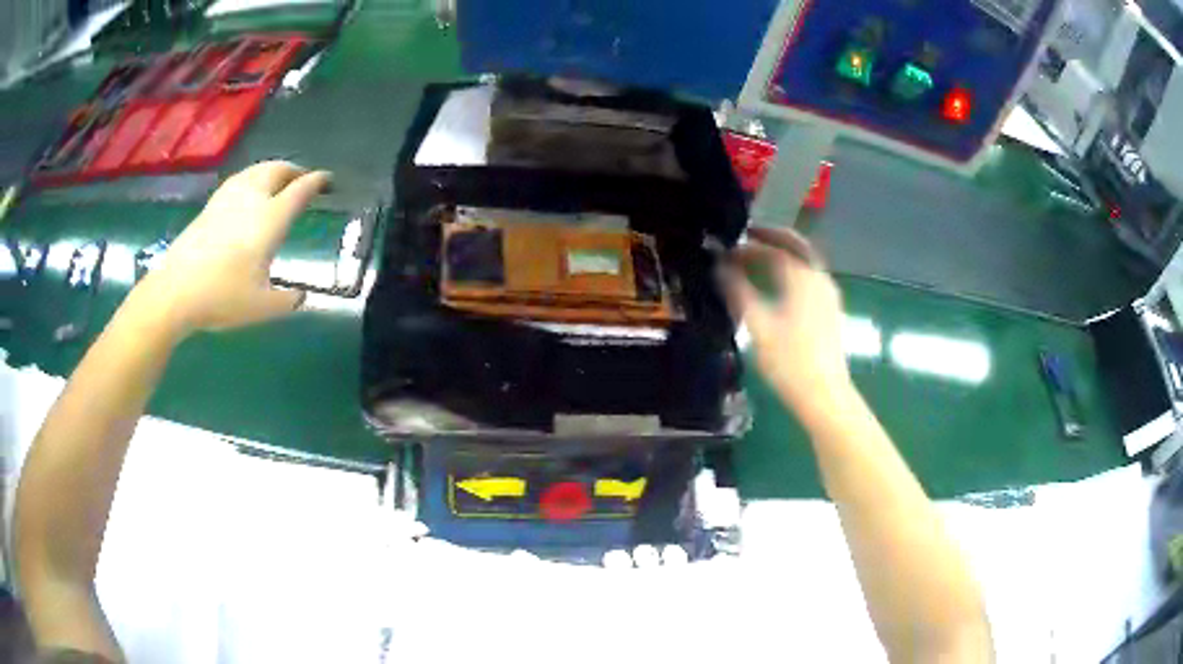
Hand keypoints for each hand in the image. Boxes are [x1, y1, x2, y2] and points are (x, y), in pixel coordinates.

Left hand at [133, 161, 331, 334]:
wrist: (175, 292)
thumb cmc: (222, 297)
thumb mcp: (262, 308)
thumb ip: (287, 301)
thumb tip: (300, 297)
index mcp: (270, 220)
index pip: (300, 190)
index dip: (317, 181)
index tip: (327, 180)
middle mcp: (251, 200)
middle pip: (277, 170)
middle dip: (294, 170)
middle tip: (303, 179)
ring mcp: (227, 200)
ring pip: (256, 170)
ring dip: (272, 170)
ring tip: (278, 180)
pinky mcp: (210, 206)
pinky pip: (239, 180)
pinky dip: (252, 178)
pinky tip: (247, 191)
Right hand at [722, 227, 853, 421]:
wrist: (824, 395)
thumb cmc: (789, 361)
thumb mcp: (757, 325)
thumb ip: (737, 291)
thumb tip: (721, 267)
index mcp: (801, 277)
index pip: (771, 250)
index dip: (746, 248)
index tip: (725, 250)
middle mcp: (819, 278)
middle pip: (796, 245)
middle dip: (772, 236)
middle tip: (748, 235)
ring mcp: (828, 294)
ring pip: (805, 260)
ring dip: (783, 253)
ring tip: (759, 258)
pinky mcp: (831, 310)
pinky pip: (810, 276)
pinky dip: (793, 269)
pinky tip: (779, 284)